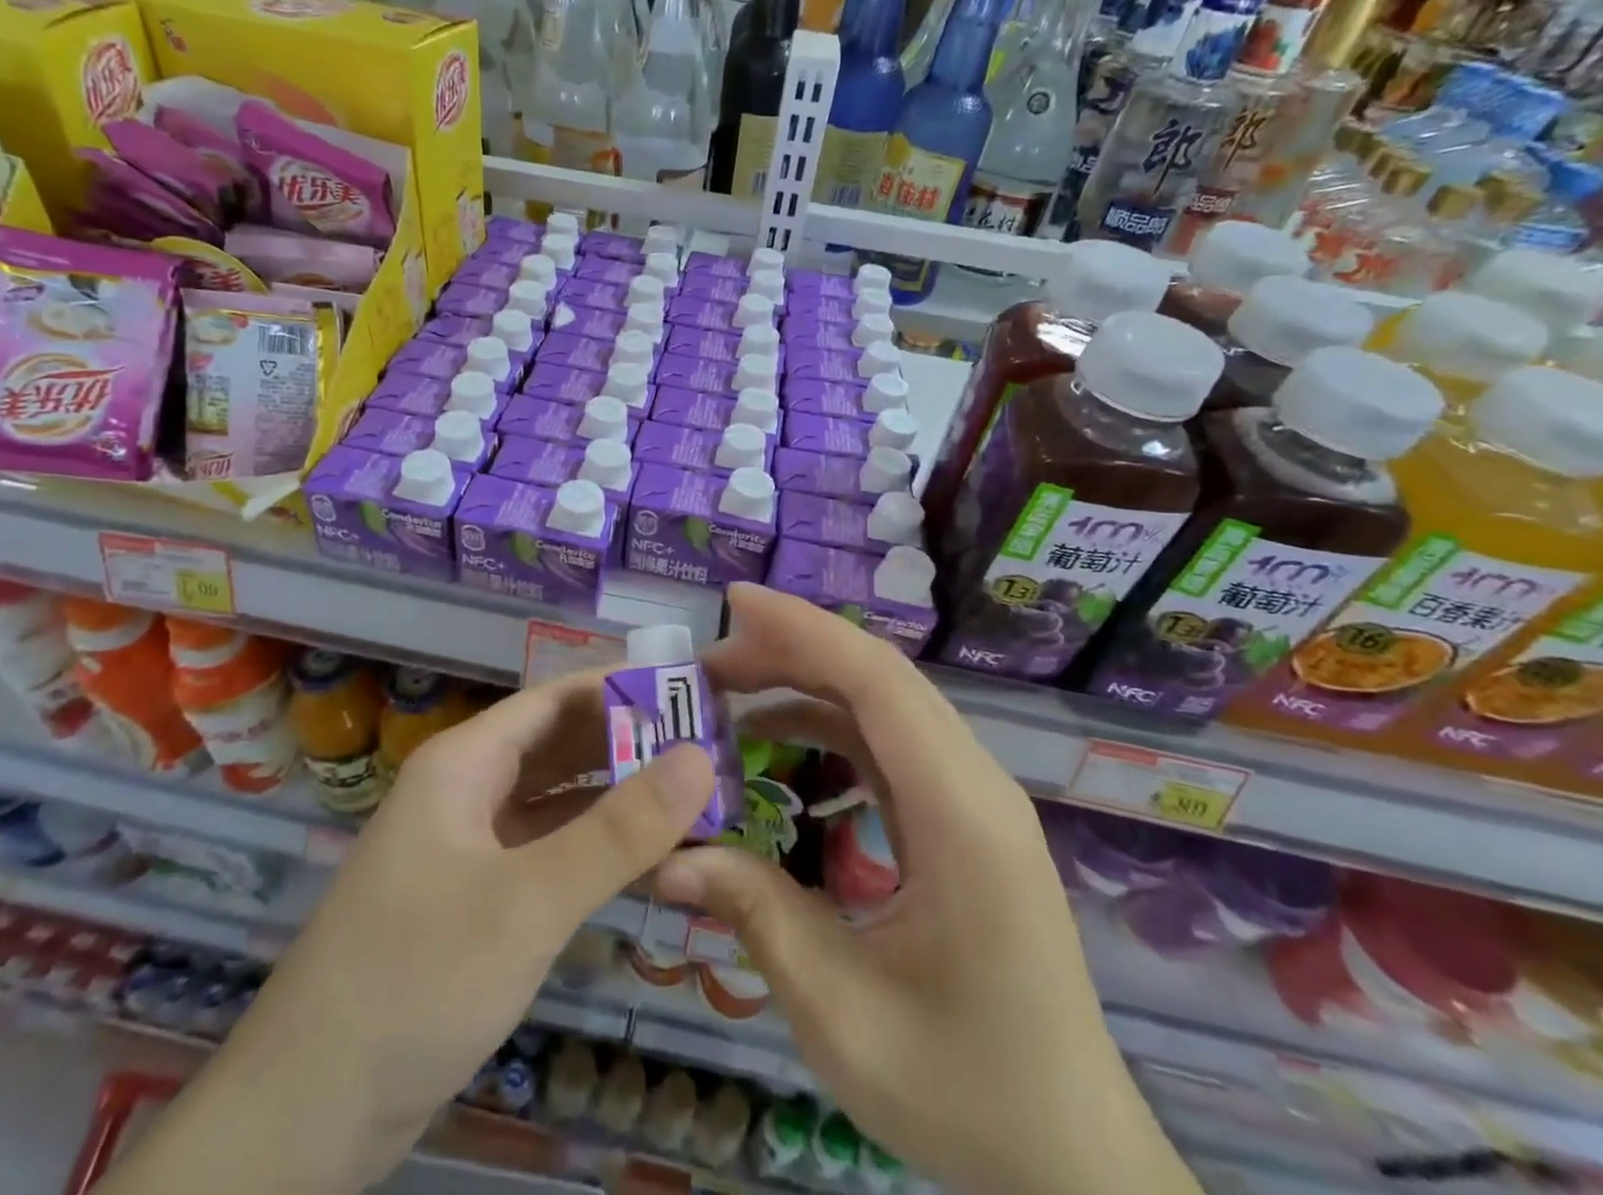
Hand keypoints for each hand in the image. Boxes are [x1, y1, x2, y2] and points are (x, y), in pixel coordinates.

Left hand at [100, 668, 716, 1194]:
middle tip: (709, 745)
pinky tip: (646, 862)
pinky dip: (593, 849)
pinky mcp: (474, 900)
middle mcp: (466, 791)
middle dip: (628, 742)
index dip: (622, 687)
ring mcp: (468, 847)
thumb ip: (618, 829)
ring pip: (555, 801)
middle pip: (558, 746)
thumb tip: (701, 757)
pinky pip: (546, 853)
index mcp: (465, 763)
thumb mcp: (528, 900)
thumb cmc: (417, 978)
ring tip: (693, 796)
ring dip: (615, 798)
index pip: (556, 699)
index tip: (691, 691)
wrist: (307, 1115)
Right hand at [656, 585, 1199, 1194]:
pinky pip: (888, 746)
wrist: (1072, 1156)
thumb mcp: (843, 1013)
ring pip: (882, 705)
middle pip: (879, 679)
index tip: (733, 603)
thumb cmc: (965, 1092)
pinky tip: (777, 746)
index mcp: (960, 816)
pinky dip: (827, 726)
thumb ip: (756, 915)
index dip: (804, 630)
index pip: (877, 682)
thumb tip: (669, 854)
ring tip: (728, 695)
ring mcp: (971, 800)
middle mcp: (974, 786)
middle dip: (791, 650)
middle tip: (708, 662)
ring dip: (805, 684)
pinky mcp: (960, 819)